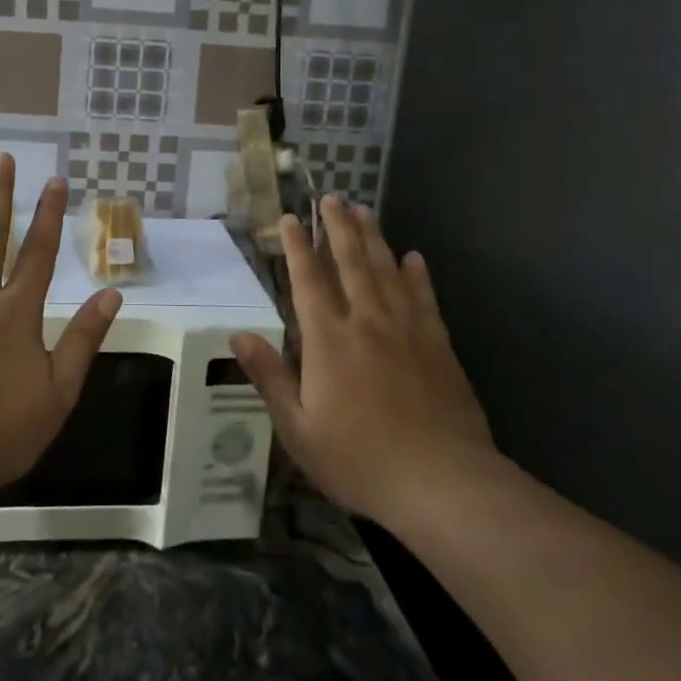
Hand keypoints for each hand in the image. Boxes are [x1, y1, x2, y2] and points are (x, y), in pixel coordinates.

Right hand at [231, 199, 500, 530]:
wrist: (442, 483)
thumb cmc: (359, 459)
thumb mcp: (298, 428)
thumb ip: (269, 376)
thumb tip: (239, 334)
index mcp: (328, 340)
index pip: (309, 280)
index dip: (298, 247)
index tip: (290, 218)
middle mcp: (367, 322)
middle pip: (351, 263)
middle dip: (338, 228)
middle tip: (332, 198)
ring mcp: (407, 330)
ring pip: (387, 271)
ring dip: (374, 238)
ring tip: (364, 211)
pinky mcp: (438, 345)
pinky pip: (424, 298)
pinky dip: (417, 275)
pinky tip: (414, 257)